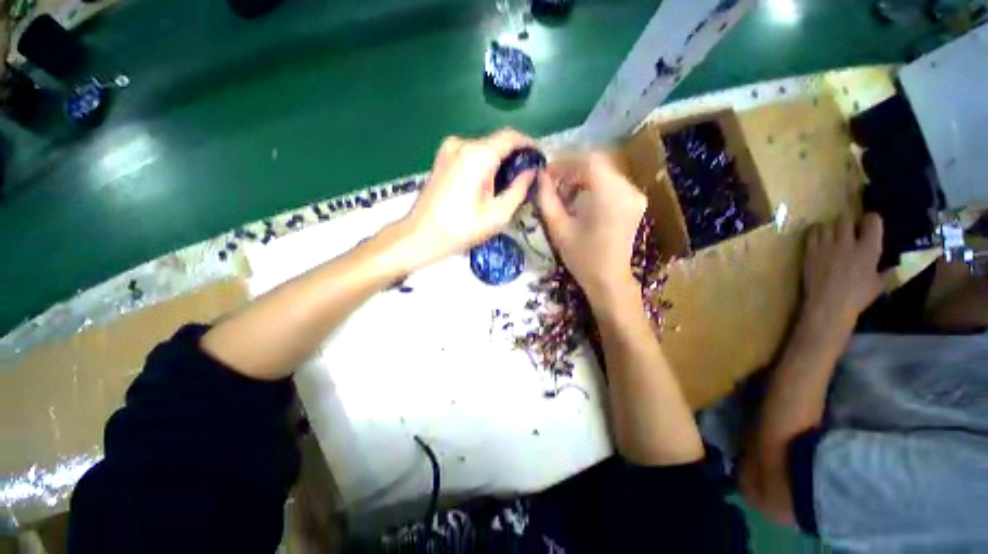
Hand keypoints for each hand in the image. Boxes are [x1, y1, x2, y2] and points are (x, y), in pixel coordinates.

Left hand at [399, 129, 537, 267]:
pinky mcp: (441, 158)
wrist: (420, 236)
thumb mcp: (497, 215)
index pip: (511, 137)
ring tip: (508, 184)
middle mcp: (462, 144)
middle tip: (526, 178)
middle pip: (497, 142)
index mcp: (477, 155)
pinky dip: (484, 164)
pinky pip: (470, 155)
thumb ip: (518, 189)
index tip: (540, 158)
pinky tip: (488, 184)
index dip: (529, 144)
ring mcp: (448, 149)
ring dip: (499, 162)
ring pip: (484, 149)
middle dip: (514, 156)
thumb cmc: (461, 229)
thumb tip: (531, 172)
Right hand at [538, 152, 646, 304]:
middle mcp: (628, 189)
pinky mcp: (635, 202)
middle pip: (597, 164)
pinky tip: (580, 202)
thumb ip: (546, 199)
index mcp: (610, 195)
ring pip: (604, 172)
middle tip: (553, 185)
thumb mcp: (558, 228)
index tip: (547, 174)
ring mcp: (635, 195)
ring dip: (581, 178)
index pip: (588, 160)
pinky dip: (593, 186)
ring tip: (564, 196)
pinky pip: (611, 183)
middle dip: (571, 170)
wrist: (608, 279)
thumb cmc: (581, 257)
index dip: (564, 162)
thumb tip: (539, 176)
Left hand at [801, 213, 888, 339]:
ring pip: (826, 224)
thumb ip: (884, 271)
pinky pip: (811, 233)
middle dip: (847, 222)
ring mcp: (826, 246)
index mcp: (869, 249)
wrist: (828, 304)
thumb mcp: (878, 285)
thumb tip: (890, 266)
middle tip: (847, 231)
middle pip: (844, 219)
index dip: (871, 219)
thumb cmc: (857, 297)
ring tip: (831, 235)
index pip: (872, 221)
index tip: (869, 223)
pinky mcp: (810, 252)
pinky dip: (815, 232)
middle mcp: (847, 243)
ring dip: (829, 227)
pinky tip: (818, 237)